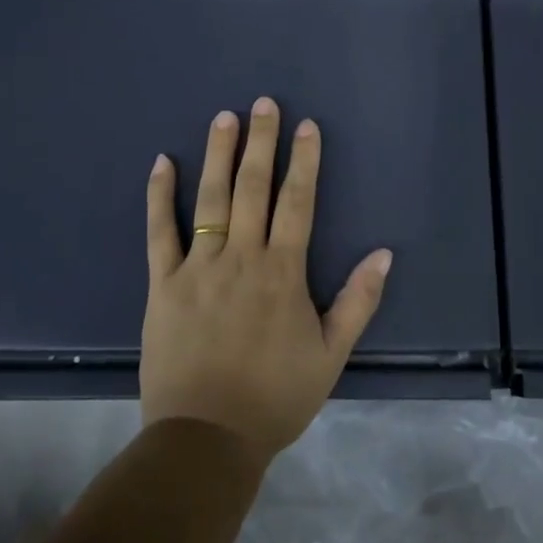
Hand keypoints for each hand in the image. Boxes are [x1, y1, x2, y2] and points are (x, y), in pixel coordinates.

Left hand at [141, 98, 391, 464]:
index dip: (304, 161)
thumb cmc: (275, 397)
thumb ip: (358, 301)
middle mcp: (241, 257)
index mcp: (283, 272)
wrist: (206, 439)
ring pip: (211, 199)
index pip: (297, 202)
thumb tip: (383, 254)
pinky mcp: (163, 284)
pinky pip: (159, 232)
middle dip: (262, 142)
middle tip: (264, 103)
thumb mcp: (330, 355)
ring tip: (224, 117)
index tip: (306, 126)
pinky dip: (159, 196)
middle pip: (254, 188)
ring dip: (219, 155)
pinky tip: (162, 163)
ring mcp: (198, 267)